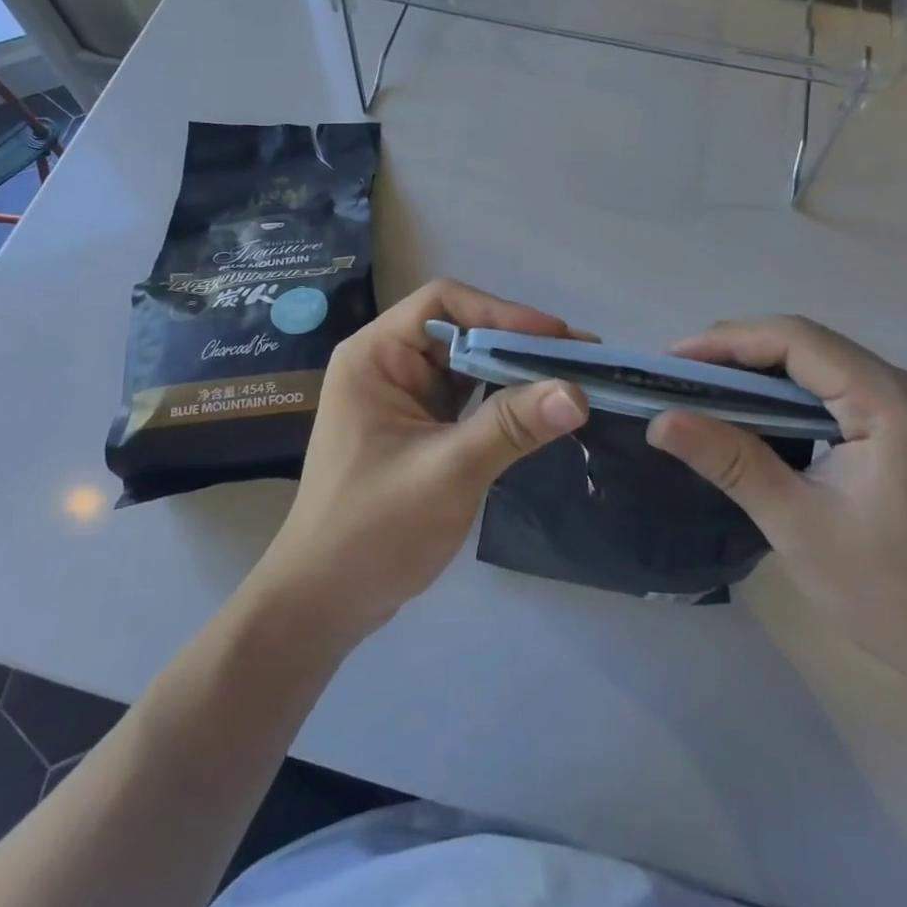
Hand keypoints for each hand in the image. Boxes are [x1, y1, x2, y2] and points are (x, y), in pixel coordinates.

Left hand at [245, 279, 588, 648]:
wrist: (324, 603)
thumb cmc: (373, 531)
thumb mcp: (447, 472)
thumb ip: (510, 426)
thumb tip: (578, 393)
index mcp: (375, 355)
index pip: (443, 303)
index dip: (501, 312)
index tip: (556, 337)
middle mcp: (388, 364)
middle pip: (461, 331)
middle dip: (519, 344)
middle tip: (582, 359)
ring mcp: (404, 397)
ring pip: (469, 365)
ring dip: (517, 372)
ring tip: (573, 379)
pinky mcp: (420, 427)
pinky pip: (468, 398)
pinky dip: (504, 400)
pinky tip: (541, 410)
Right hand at [648, 316, 906, 683]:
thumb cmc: (884, 590)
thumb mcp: (795, 523)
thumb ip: (729, 461)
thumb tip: (660, 421)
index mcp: (889, 403)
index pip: (796, 341)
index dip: (728, 342)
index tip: (672, 360)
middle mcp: (902, 387)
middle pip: (805, 342)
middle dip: (737, 351)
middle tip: (680, 374)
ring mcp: (905, 404)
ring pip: (815, 360)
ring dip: (757, 367)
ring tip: (703, 385)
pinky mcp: (899, 423)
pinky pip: (829, 384)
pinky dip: (782, 389)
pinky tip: (750, 408)